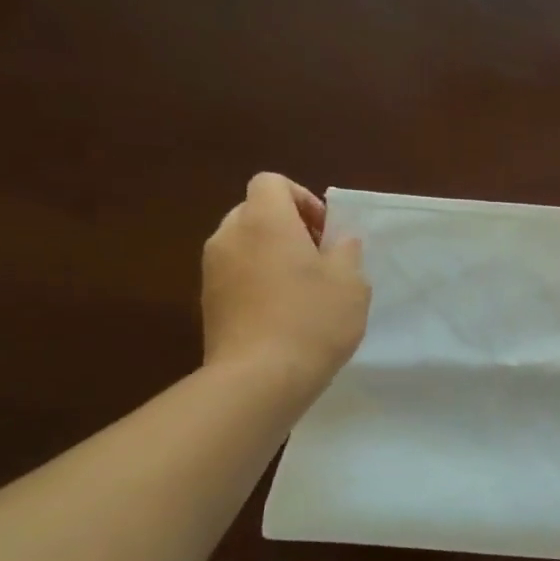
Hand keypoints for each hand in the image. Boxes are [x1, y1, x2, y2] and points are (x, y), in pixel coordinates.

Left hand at [202, 173, 370, 398]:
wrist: (259, 378)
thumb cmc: (313, 320)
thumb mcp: (351, 283)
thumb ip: (346, 252)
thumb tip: (339, 241)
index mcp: (265, 222)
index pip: (271, 182)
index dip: (302, 197)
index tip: (325, 231)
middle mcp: (230, 237)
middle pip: (255, 211)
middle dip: (288, 226)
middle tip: (319, 258)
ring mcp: (213, 270)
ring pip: (244, 244)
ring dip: (272, 255)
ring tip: (304, 289)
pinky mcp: (208, 302)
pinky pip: (236, 274)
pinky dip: (258, 281)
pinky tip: (284, 313)